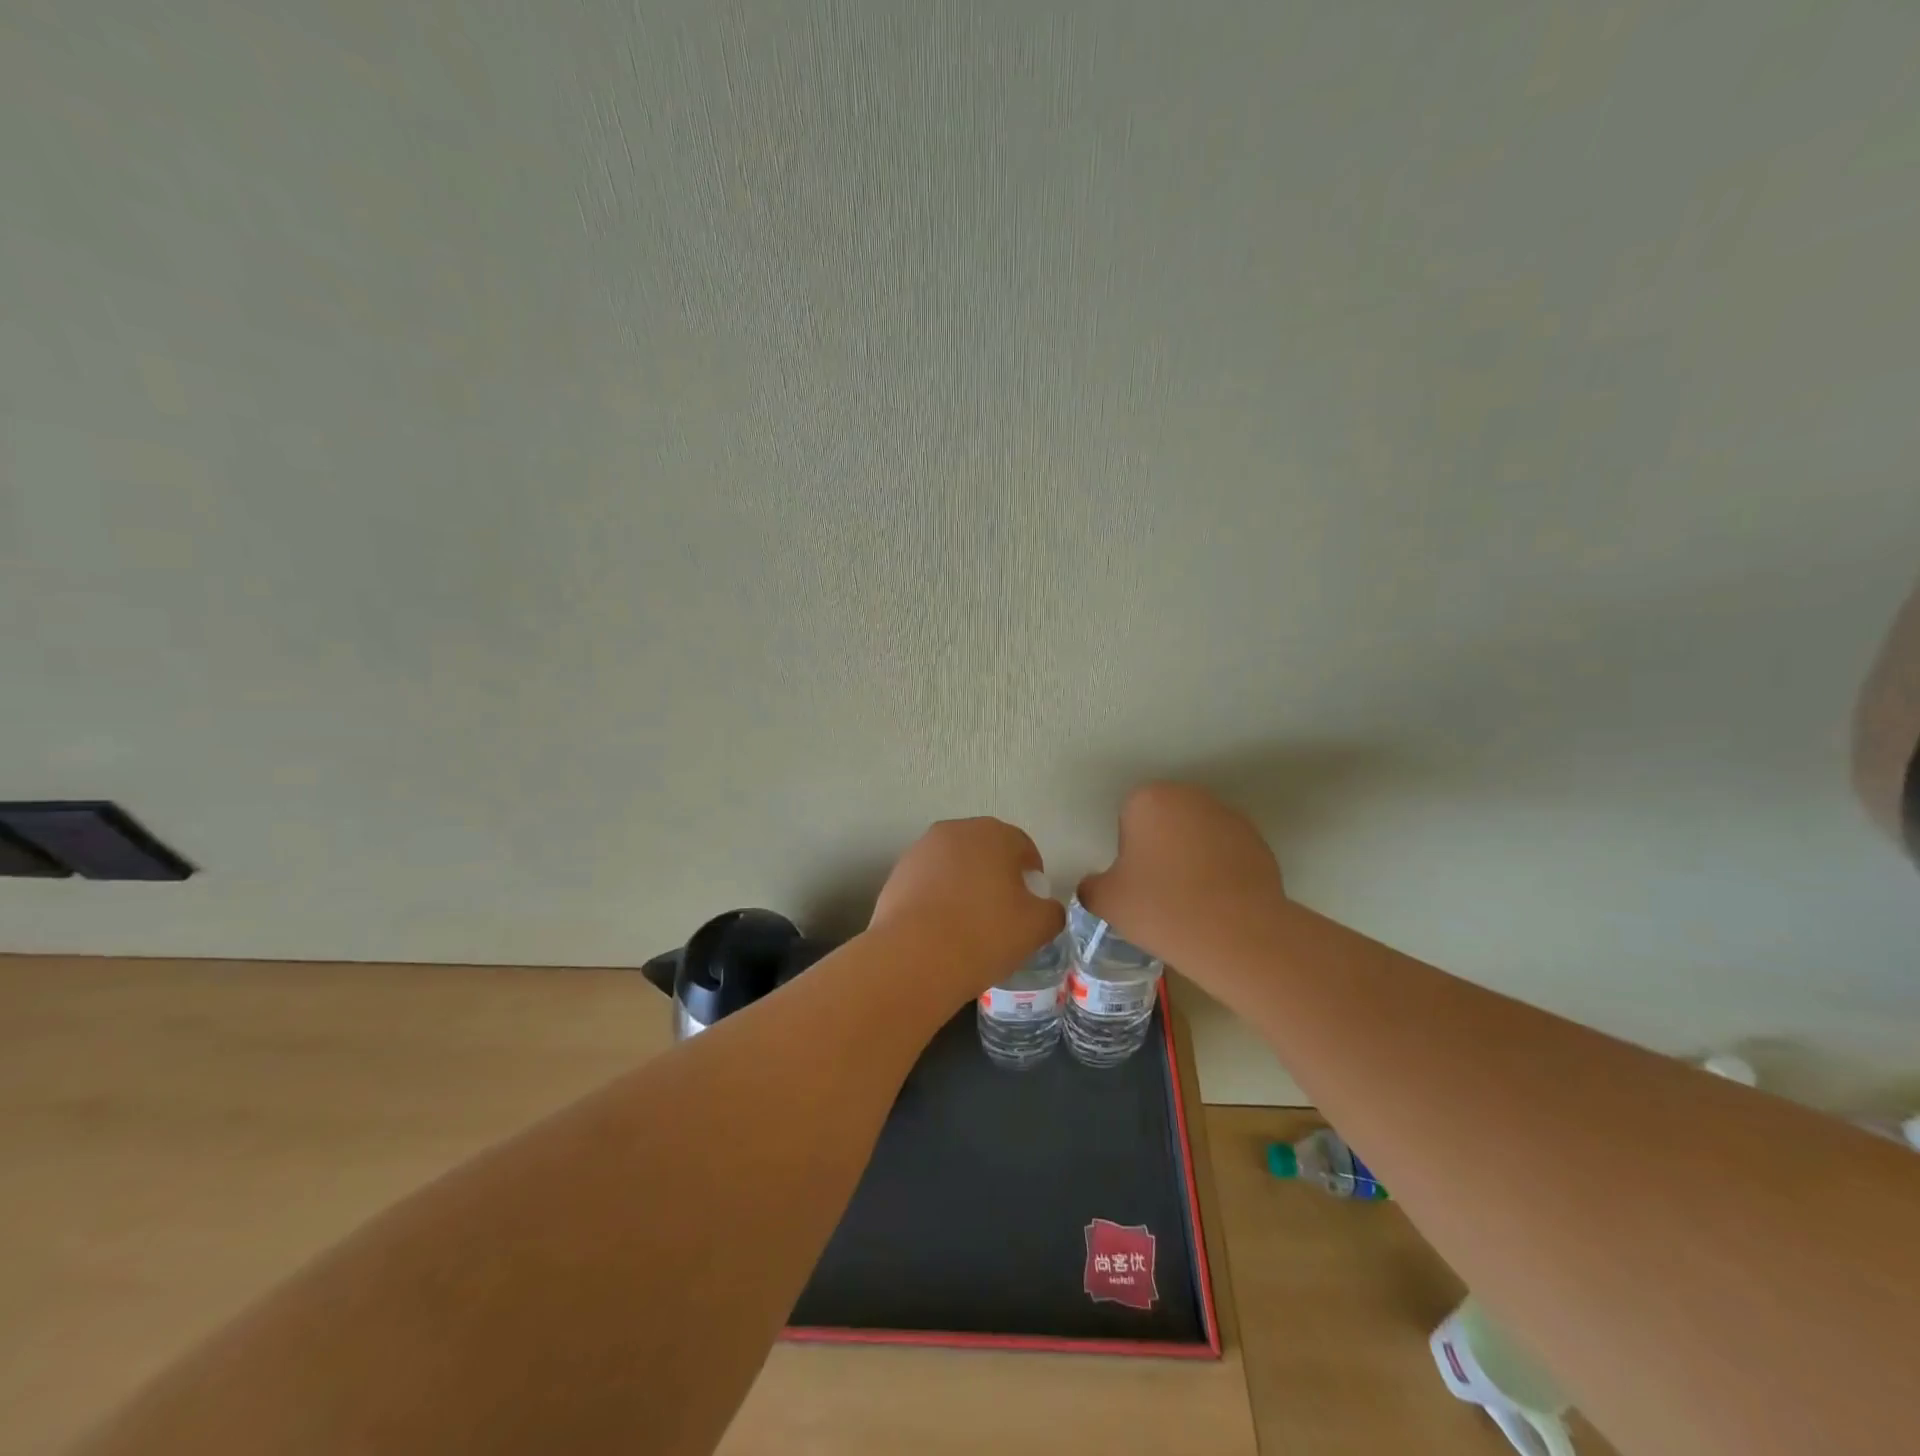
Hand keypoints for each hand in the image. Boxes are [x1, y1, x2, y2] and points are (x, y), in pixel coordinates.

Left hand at [870, 818, 1065, 998]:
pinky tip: (940, 929)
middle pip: (985, 851)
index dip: (1031, 875)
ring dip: (965, 885)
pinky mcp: (896, 874)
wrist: (914, 957)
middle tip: (1002, 913)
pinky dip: (938, 898)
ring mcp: (920, 850)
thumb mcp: (1037, 927)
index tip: (1031, 905)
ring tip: (968, 924)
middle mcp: (955, 831)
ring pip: (954, 865)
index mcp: (993, 833)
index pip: (1022, 847)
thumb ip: (1051, 911)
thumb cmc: (984, 934)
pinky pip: (928, 882)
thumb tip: (1045, 908)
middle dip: (996, 875)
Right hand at [1077, 783, 1285, 966]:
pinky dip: (1220, 871)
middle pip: (1165, 819)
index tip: (1134, 880)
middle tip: (1159, 889)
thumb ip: (1091, 886)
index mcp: (1149, 800)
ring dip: (1192, 856)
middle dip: (1160, 846)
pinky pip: (1227, 853)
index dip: (1128, 849)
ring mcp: (1229, 818)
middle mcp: (1190, 797)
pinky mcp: (1259, 843)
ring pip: (1198, 834)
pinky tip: (1218, 904)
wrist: (1236, 935)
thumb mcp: (1106, 901)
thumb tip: (1095, 886)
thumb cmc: (1160, 908)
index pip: (1128, 816)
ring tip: (1192, 900)